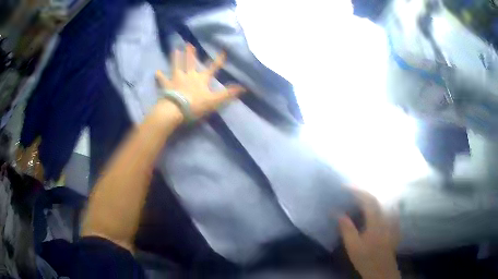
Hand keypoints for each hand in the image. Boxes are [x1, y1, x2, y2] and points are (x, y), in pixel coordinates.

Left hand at [155, 43, 244, 119]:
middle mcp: (189, 76)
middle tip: (189, 44)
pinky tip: (157, 72)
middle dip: (191, 54)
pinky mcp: (167, 86)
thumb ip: (227, 94)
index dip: (218, 60)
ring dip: (176, 58)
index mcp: (201, 79)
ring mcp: (177, 79)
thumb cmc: (195, 105)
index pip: (212, 68)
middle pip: (190, 63)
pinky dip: (160, 76)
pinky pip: (163, 80)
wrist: (176, 110)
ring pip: (176, 66)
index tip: (223, 51)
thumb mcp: (214, 101)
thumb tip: (243, 88)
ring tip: (175, 50)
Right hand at [338, 188, 400, 278]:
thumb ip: (347, 228)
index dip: (357, 191)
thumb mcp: (353, 246)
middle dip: (364, 192)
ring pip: (384, 202)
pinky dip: (382, 204)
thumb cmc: (366, 258)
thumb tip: (338, 213)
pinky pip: (389, 209)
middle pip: (376, 199)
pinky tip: (378, 207)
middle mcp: (386, 217)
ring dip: (373, 197)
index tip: (345, 187)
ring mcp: (392, 221)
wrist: (381, 270)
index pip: (368, 200)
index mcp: (376, 221)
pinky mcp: (394, 226)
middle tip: (352, 191)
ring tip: (362, 197)